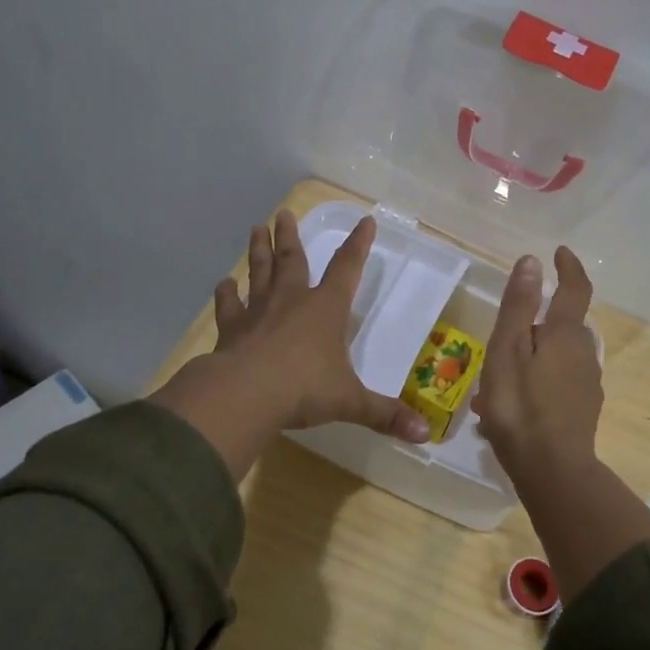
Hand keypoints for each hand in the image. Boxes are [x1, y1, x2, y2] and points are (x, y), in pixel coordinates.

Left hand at [152, 210, 427, 478]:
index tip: (365, 221)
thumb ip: (385, 415)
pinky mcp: (231, 330)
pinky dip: (226, 294)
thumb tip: (425, 435)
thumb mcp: (351, 402)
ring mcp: (257, 312)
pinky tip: (224, 284)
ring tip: (256, 229)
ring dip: (259, 251)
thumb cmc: (305, 389)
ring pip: (259, 273)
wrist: (246, 394)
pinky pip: (228, 306)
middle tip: (284, 213)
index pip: (347, 268)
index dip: (358, 245)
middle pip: (293, 260)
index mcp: (326, 309)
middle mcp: (291, 301)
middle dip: (290, 236)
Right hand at [473, 246, 602, 489]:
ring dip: (533, 357)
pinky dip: (538, 381)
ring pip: (558, 356)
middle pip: (563, 325)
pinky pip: (559, 381)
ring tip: (498, 380)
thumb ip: (519, 306)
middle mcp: (583, 352)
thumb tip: (532, 261)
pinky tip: (514, 405)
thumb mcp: (507, 351)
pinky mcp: (584, 408)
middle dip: (536, 324)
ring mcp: (587, 383)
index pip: (574, 289)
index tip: (559, 253)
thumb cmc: (520, 406)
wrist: (552, 470)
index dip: (568, 268)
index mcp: (564, 333)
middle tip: (502, 339)